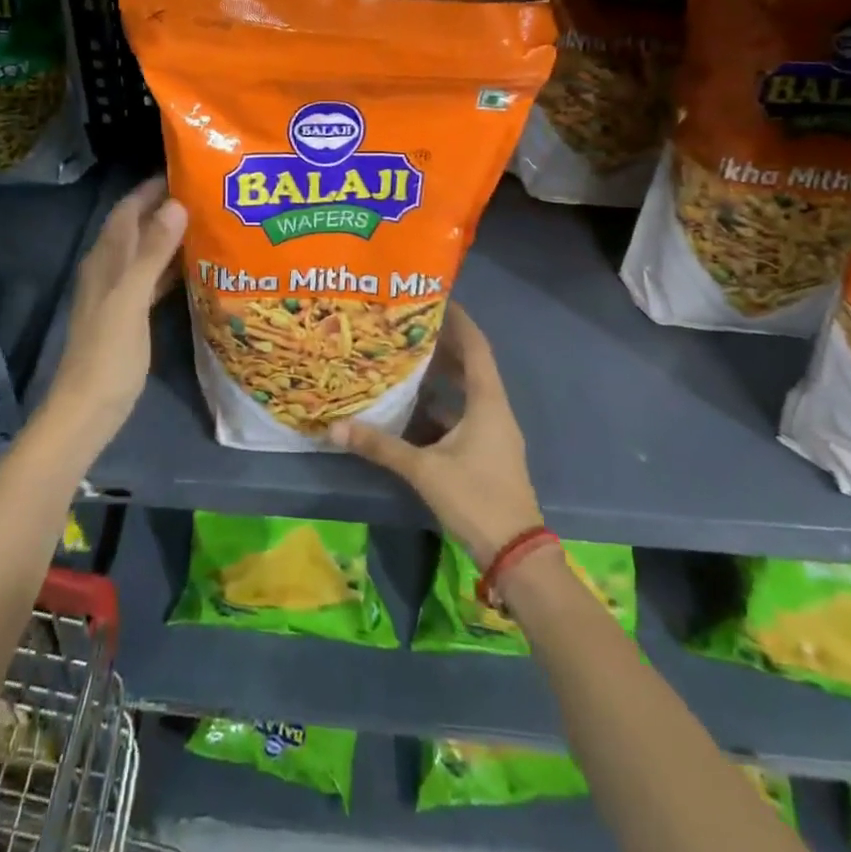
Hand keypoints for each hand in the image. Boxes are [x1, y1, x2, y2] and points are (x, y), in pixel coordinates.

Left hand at [41, 176, 186, 453]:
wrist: (88, 409)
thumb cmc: (108, 354)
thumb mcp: (131, 300)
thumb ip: (152, 253)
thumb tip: (175, 205)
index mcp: (105, 260)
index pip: (127, 210)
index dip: (150, 189)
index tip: (185, 171)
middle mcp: (109, 269)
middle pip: (136, 227)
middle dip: (165, 208)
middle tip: (206, 194)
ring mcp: (118, 293)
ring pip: (145, 252)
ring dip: (169, 236)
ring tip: (207, 222)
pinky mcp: (129, 315)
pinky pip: (151, 278)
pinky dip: (170, 266)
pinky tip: (195, 266)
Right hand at [329, 303, 543, 562]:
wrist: (516, 553)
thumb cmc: (476, 498)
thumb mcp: (424, 470)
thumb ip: (381, 446)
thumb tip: (334, 427)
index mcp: (487, 402)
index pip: (475, 346)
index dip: (458, 320)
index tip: (434, 298)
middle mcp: (493, 409)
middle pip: (470, 365)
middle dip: (442, 344)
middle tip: (407, 326)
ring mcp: (492, 432)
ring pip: (465, 392)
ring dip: (440, 375)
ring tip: (404, 358)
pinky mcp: (485, 452)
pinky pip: (462, 415)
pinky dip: (439, 405)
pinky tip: (411, 407)